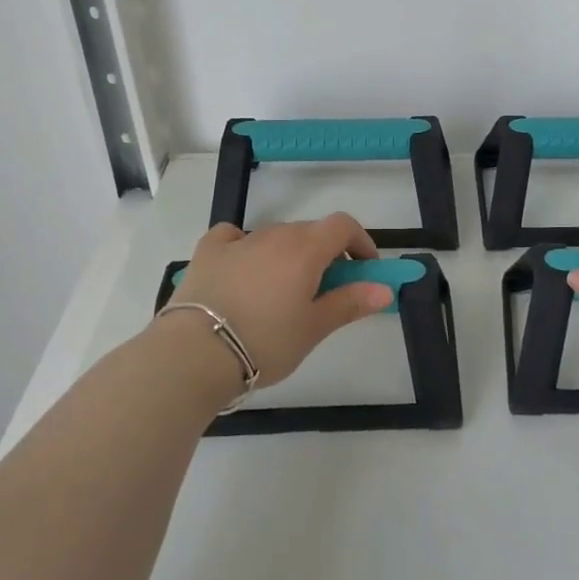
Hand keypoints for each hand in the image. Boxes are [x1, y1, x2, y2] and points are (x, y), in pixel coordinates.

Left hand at [161, 214, 393, 389]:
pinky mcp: (207, 252)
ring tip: (283, 293)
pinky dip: (246, 246)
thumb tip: (384, 289)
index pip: (343, 226)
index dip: (360, 242)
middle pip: (310, 232)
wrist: (194, 354)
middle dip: (327, 254)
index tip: (366, 270)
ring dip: (290, 254)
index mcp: (305, 249)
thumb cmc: (265, 342)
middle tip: (327, 291)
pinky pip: (233, 237)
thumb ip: (350, 303)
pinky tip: (243, 267)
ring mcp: (238, 241)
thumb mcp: (314, 328)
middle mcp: (274, 235)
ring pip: (275, 237)